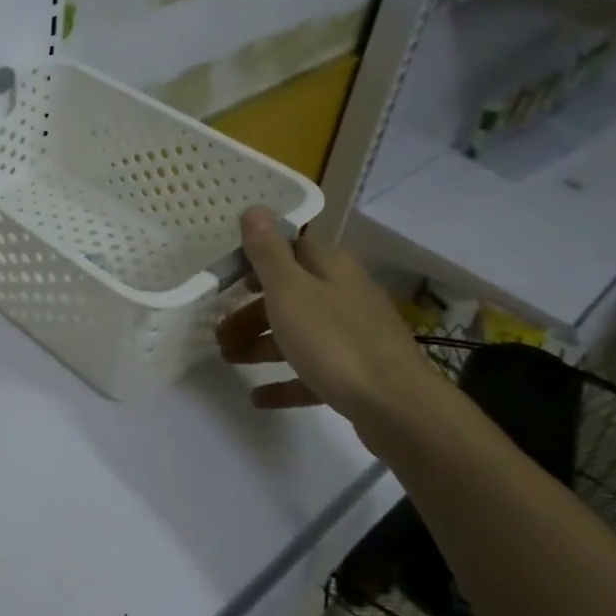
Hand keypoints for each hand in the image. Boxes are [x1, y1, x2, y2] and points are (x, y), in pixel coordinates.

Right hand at [215, 208, 442, 433]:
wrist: (396, 407)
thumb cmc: (334, 340)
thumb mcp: (290, 290)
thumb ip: (268, 251)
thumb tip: (255, 208)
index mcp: (331, 268)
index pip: (292, 249)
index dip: (258, 259)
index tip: (226, 277)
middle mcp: (345, 295)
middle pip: (290, 295)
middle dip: (251, 311)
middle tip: (219, 330)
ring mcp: (353, 336)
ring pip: (299, 333)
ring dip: (261, 345)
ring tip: (228, 359)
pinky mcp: (356, 374)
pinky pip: (311, 371)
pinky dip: (284, 381)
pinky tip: (258, 398)